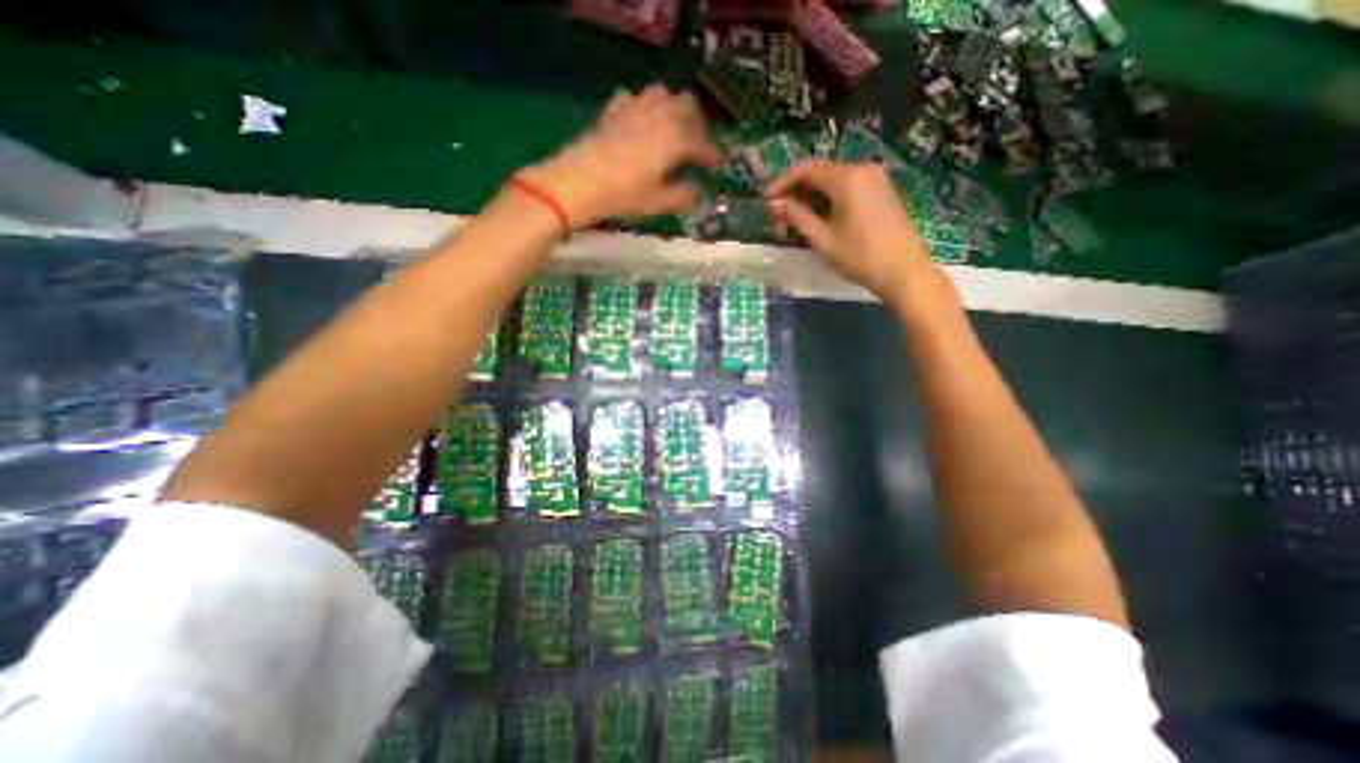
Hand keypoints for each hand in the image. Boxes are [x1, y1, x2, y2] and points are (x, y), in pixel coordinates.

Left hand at [519, 83, 716, 228]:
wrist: (578, 183)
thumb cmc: (623, 196)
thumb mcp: (657, 203)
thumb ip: (681, 197)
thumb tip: (695, 194)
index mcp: (674, 140)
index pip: (701, 143)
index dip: (711, 155)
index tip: (716, 166)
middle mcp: (659, 116)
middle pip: (687, 106)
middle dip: (697, 124)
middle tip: (697, 145)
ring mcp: (634, 109)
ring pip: (662, 94)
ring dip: (673, 108)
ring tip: (672, 129)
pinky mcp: (613, 111)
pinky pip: (634, 98)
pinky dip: (643, 107)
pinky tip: (640, 123)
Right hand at [771, 159, 942, 305]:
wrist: (904, 271)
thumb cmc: (859, 257)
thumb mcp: (822, 239)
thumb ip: (796, 216)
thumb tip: (774, 204)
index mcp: (847, 178)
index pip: (806, 169)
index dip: (782, 183)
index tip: (766, 202)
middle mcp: (862, 169)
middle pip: (819, 173)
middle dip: (796, 194)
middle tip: (780, 220)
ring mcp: (875, 179)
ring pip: (833, 182)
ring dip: (811, 199)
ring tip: (796, 225)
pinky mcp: (882, 192)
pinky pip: (847, 188)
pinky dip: (828, 200)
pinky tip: (819, 221)